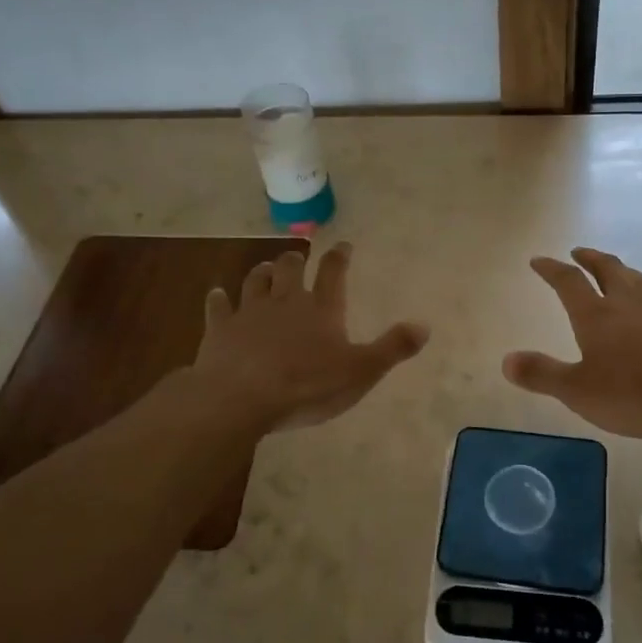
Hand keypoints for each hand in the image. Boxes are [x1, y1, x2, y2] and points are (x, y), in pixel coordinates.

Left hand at [193, 243, 429, 432]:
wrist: (241, 397)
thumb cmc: (306, 385)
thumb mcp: (360, 371)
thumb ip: (392, 348)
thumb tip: (424, 325)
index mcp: (321, 309)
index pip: (333, 272)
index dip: (339, 257)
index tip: (343, 245)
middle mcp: (285, 301)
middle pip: (290, 269)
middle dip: (296, 259)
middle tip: (298, 255)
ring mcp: (249, 312)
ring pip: (256, 281)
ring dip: (262, 273)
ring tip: (266, 269)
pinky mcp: (220, 329)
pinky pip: (218, 307)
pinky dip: (218, 299)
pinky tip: (216, 295)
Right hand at [504, 248, 641, 440]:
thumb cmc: (636, 394)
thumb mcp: (578, 391)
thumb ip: (542, 374)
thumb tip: (506, 360)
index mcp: (596, 315)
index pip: (567, 282)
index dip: (551, 269)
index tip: (538, 261)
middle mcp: (628, 302)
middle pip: (606, 269)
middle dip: (590, 259)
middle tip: (579, 253)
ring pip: (640, 280)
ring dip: (625, 271)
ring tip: (619, 270)